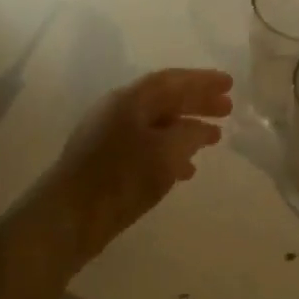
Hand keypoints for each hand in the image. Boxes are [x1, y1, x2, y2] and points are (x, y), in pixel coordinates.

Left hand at [44, 68, 233, 259]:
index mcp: (130, 100)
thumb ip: (190, 135)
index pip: (172, 80)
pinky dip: (170, 151)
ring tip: (213, 139)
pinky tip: (185, 170)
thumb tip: (202, 128)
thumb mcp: (166, 153)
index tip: (230, 83)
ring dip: (186, 128)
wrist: (69, 218)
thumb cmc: (121, 178)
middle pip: (164, 100)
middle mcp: (116, 111)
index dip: (202, 80)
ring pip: (156, 124)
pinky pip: (146, 146)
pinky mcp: (105, 162)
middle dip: (197, 103)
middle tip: (227, 109)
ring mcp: (107, 136)